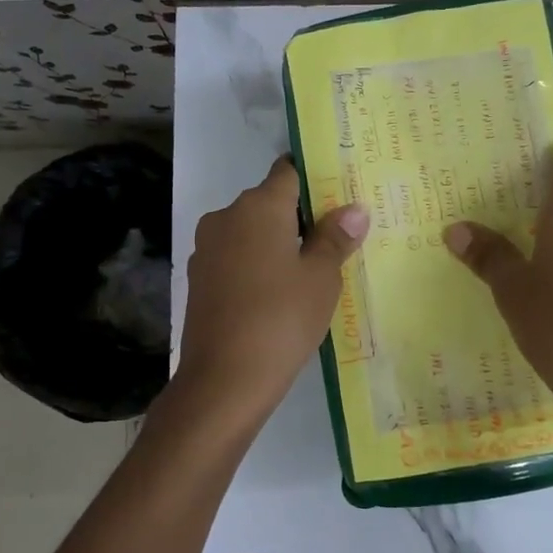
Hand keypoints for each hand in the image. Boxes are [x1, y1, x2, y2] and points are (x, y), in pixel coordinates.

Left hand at [174, 157, 367, 423]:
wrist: (223, 380)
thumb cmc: (281, 319)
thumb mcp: (321, 278)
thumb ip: (335, 238)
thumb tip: (354, 209)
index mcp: (258, 206)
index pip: (288, 171)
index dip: (314, 178)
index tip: (338, 194)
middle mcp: (226, 217)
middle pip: (268, 202)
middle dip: (299, 216)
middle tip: (335, 238)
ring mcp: (207, 249)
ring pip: (250, 232)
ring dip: (277, 243)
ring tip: (310, 269)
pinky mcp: (199, 279)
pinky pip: (235, 258)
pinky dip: (256, 265)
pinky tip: (277, 293)